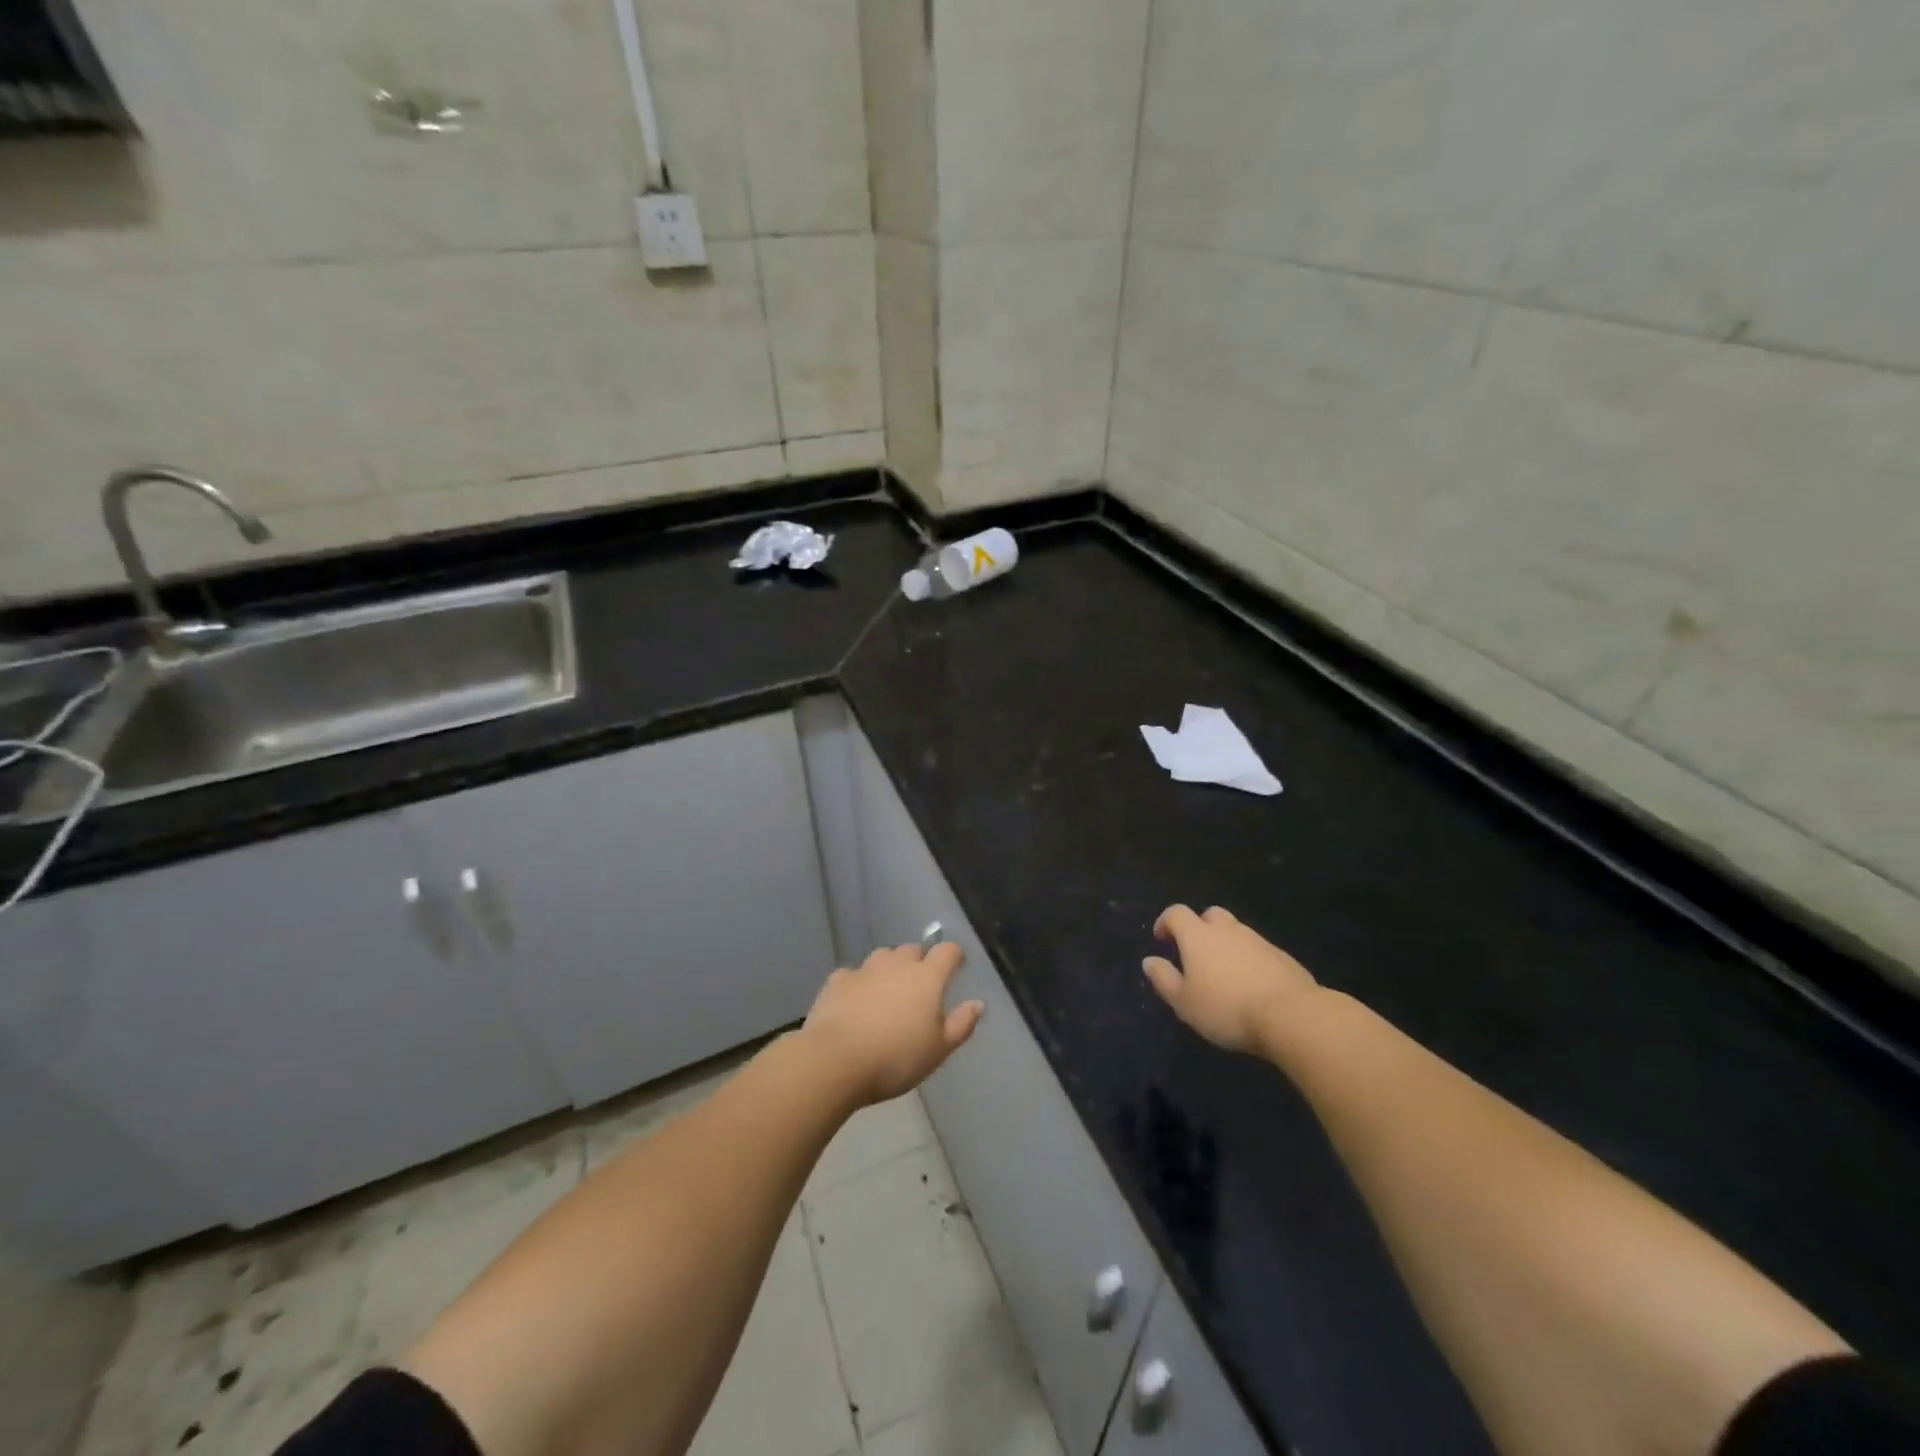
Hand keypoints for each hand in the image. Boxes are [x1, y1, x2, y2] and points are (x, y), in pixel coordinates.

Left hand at [803, 942, 984, 1104]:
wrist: (836, 1060)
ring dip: (890, 968)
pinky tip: (856, 1001)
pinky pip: (854, 974)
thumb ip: (961, 1024)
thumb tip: (978, 1004)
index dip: (954, 956)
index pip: (948, 951)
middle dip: (921, 961)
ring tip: (889, 991)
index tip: (957, 966)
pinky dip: (860, 983)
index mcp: (927, 977)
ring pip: (884, 956)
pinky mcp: (838, 980)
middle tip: (921, 986)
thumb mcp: (938, 1050)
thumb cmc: (896, 1058)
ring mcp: (865, 969)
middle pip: (913, 950)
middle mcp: (897, 964)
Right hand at [1142, 904, 1318, 1053]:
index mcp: (1198, 936)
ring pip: (1237, 931)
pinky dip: (1249, 959)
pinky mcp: (1282, 957)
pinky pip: (1259, 950)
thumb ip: (1164, 979)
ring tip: (1224, 972)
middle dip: (1200, 927)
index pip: (1176, 914)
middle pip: (1211, 914)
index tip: (1162, 939)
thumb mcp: (1184, 1002)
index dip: (1166, 922)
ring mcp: (1258, 941)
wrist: (1291, 1015)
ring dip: (1226, 943)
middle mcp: (1227, 930)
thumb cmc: (1226, 1008)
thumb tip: (1149, 961)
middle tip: (1196, 952)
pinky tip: (1252, 984)